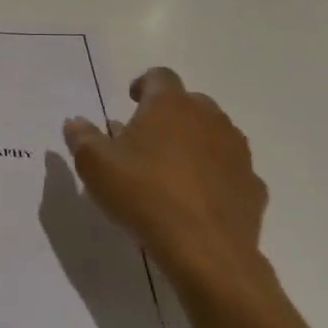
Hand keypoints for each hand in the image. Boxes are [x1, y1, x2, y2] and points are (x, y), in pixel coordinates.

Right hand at [63, 68, 268, 298]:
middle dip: (169, 114)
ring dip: (194, 142)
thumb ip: (81, 137)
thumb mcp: (94, 165)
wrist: (206, 250)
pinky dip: (215, 175)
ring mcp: (237, 152)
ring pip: (214, 134)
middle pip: (190, 102)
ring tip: (171, 169)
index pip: (159, 76)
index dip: (143, 84)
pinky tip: (197, 199)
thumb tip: (74, 122)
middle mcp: (208, 119)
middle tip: (146, 139)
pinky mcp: (253, 185)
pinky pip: (230, 170)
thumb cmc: (143, 195)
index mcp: (169, 105)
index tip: (131, 101)